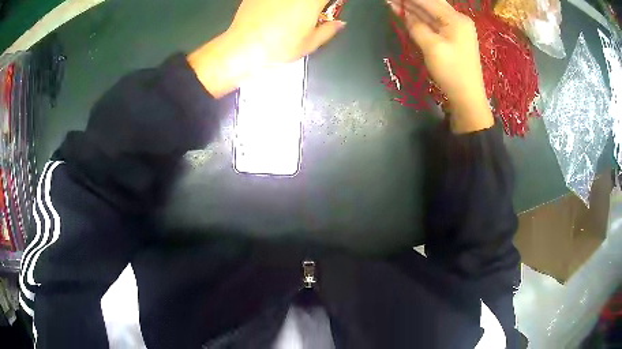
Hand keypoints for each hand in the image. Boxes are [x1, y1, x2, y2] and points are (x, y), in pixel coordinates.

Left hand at [189, 0, 345, 97]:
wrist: (243, 47)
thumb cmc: (279, 48)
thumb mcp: (309, 44)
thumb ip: (329, 30)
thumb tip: (339, 23)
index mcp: (312, 1)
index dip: (330, 2)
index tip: (327, 8)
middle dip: (312, 4)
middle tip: (310, 12)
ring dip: (295, 4)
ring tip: (290, 13)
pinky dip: (278, 4)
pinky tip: (273, 11)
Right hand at [389, 0, 492, 133]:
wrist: (468, 97)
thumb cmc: (452, 72)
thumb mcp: (432, 47)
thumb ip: (416, 26)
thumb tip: (404, 13)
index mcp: (456, 19)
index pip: (427, 0)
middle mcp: (458, 19)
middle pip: (430, 3)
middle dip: (410, 1)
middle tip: (391, 0)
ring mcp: (457, 29)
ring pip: (431, 12)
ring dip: (413, 8)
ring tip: (394, 3)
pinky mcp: (454, 38)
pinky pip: (434, 23)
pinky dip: (420, 19)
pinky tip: (407, 14)